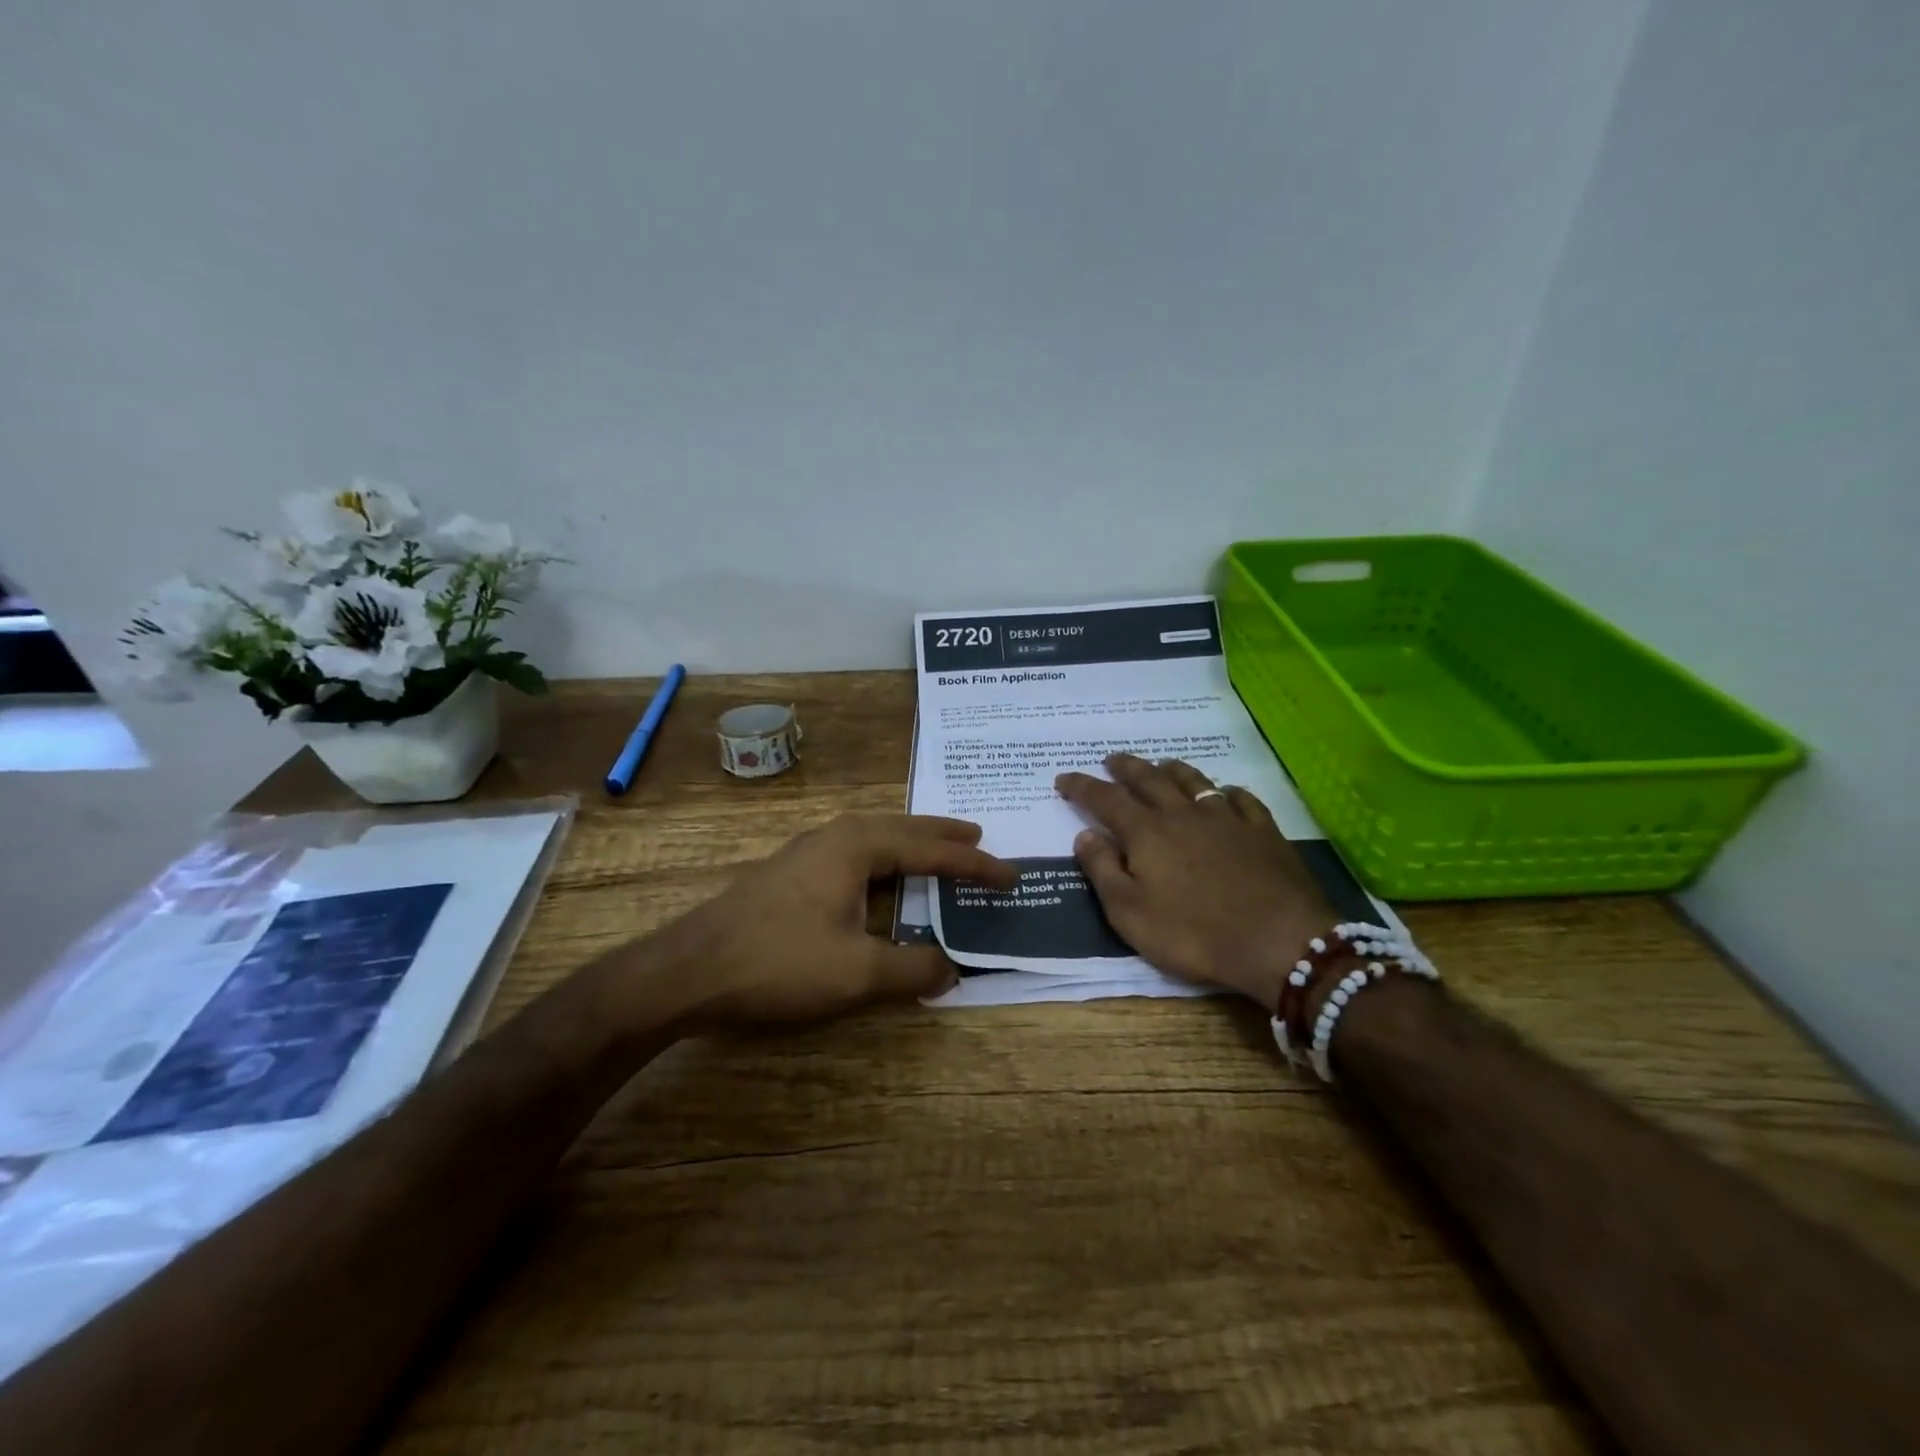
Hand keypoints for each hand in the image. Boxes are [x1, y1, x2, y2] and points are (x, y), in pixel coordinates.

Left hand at [651, 813, 1015, 1023]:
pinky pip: (854, 853)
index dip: (974, 864)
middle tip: (979, 835)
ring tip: (938, 851)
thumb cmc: (779, 962)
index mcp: (858, 845)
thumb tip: (951, 970)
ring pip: (875, 837)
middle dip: (943, 835)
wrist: (689, 968)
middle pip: (903, 828)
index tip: (1009, 875)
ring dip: (911, 843)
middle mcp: (836, 835)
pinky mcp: (790, 871)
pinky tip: (880, 878)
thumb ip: (911, 969)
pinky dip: (884, 860)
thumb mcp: (856, 973)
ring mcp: (808, 850)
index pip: (931, 849)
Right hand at [1055, 754, 1336, 1008]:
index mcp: (1146, 832)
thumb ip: (1102, 869)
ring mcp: (1227, 819)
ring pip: (1194, 780)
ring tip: (1161, 764)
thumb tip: (1084, 834)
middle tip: (1111, 759)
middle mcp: (1183, 814)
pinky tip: (1226, 792)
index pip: (1105, 799)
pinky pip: (1241, 799)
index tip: (1064, 778)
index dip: (1082, 786)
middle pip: (1149, 779)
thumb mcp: (1129, 913)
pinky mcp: (1263, 831)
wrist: (1279, 942)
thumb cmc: (1193, 934)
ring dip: (1172, 769)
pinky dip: (1226, 791)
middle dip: (1125, 767)